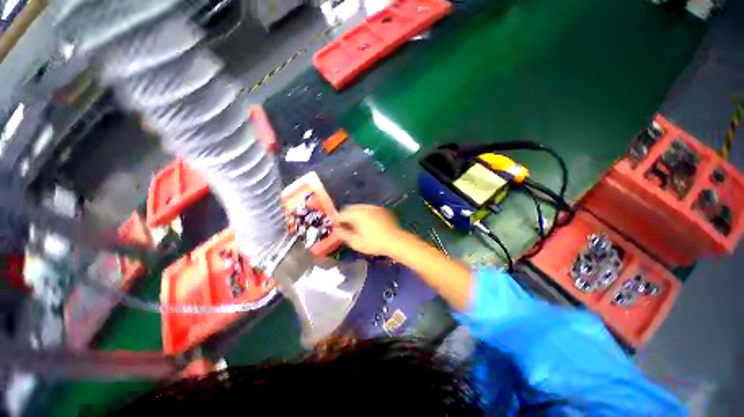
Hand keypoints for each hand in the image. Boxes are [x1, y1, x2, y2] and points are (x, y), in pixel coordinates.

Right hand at [336, 205, 405, 256]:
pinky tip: (368, 222)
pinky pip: (369, 209)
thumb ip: (343, 235)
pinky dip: (365, 213)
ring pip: (359, 207)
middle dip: (346, 216)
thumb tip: (336, 230)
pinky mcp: (381, 209)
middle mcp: (364, 207)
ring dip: (355, 214)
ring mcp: (374, 207)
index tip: (336, 228)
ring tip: (356, 225)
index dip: (337, 221)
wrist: (395, 241)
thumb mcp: (356, 242)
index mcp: (357, 214)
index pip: (341, 214)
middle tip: (346, 227)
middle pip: (350, 208)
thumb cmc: (375, 243)